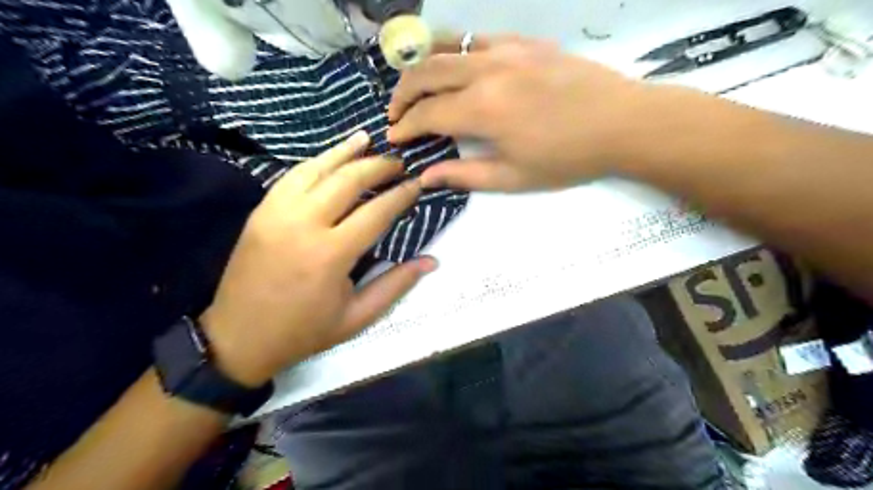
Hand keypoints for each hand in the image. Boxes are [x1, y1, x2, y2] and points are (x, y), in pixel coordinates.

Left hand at [199, 132, 434, 384]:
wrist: (238, 338)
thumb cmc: (304, 332)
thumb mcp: (357, 317)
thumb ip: (395, 285)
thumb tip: (431, 261)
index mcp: (331, 254)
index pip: (376, 212)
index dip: (401, 195)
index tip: (417, 183)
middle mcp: (304, 224)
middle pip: (348, 180)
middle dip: (378, 166)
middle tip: (398, 163)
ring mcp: (277, 213)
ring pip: (317, 168)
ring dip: (346, 152)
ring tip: (369, 141)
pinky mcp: (261, 211)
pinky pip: (292, 176)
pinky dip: (316, 161)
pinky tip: (332, 155)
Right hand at [386, 32, 653, 190]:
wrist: (621, 122)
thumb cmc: (567, 158)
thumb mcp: (513, 178)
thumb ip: (464, 175)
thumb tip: (426, 177)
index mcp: (482, 110)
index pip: (426, 114)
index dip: (405, 127)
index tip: (395, 137)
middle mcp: (486, 71)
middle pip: (426, 72)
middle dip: (402, 93)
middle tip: (395, 113)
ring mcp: (506, 50)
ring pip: (447, 47)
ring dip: (423, 66)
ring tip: (416, 87)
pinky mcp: (524, 42)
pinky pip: (478, 39)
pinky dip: (456, 51)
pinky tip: (457, 67)